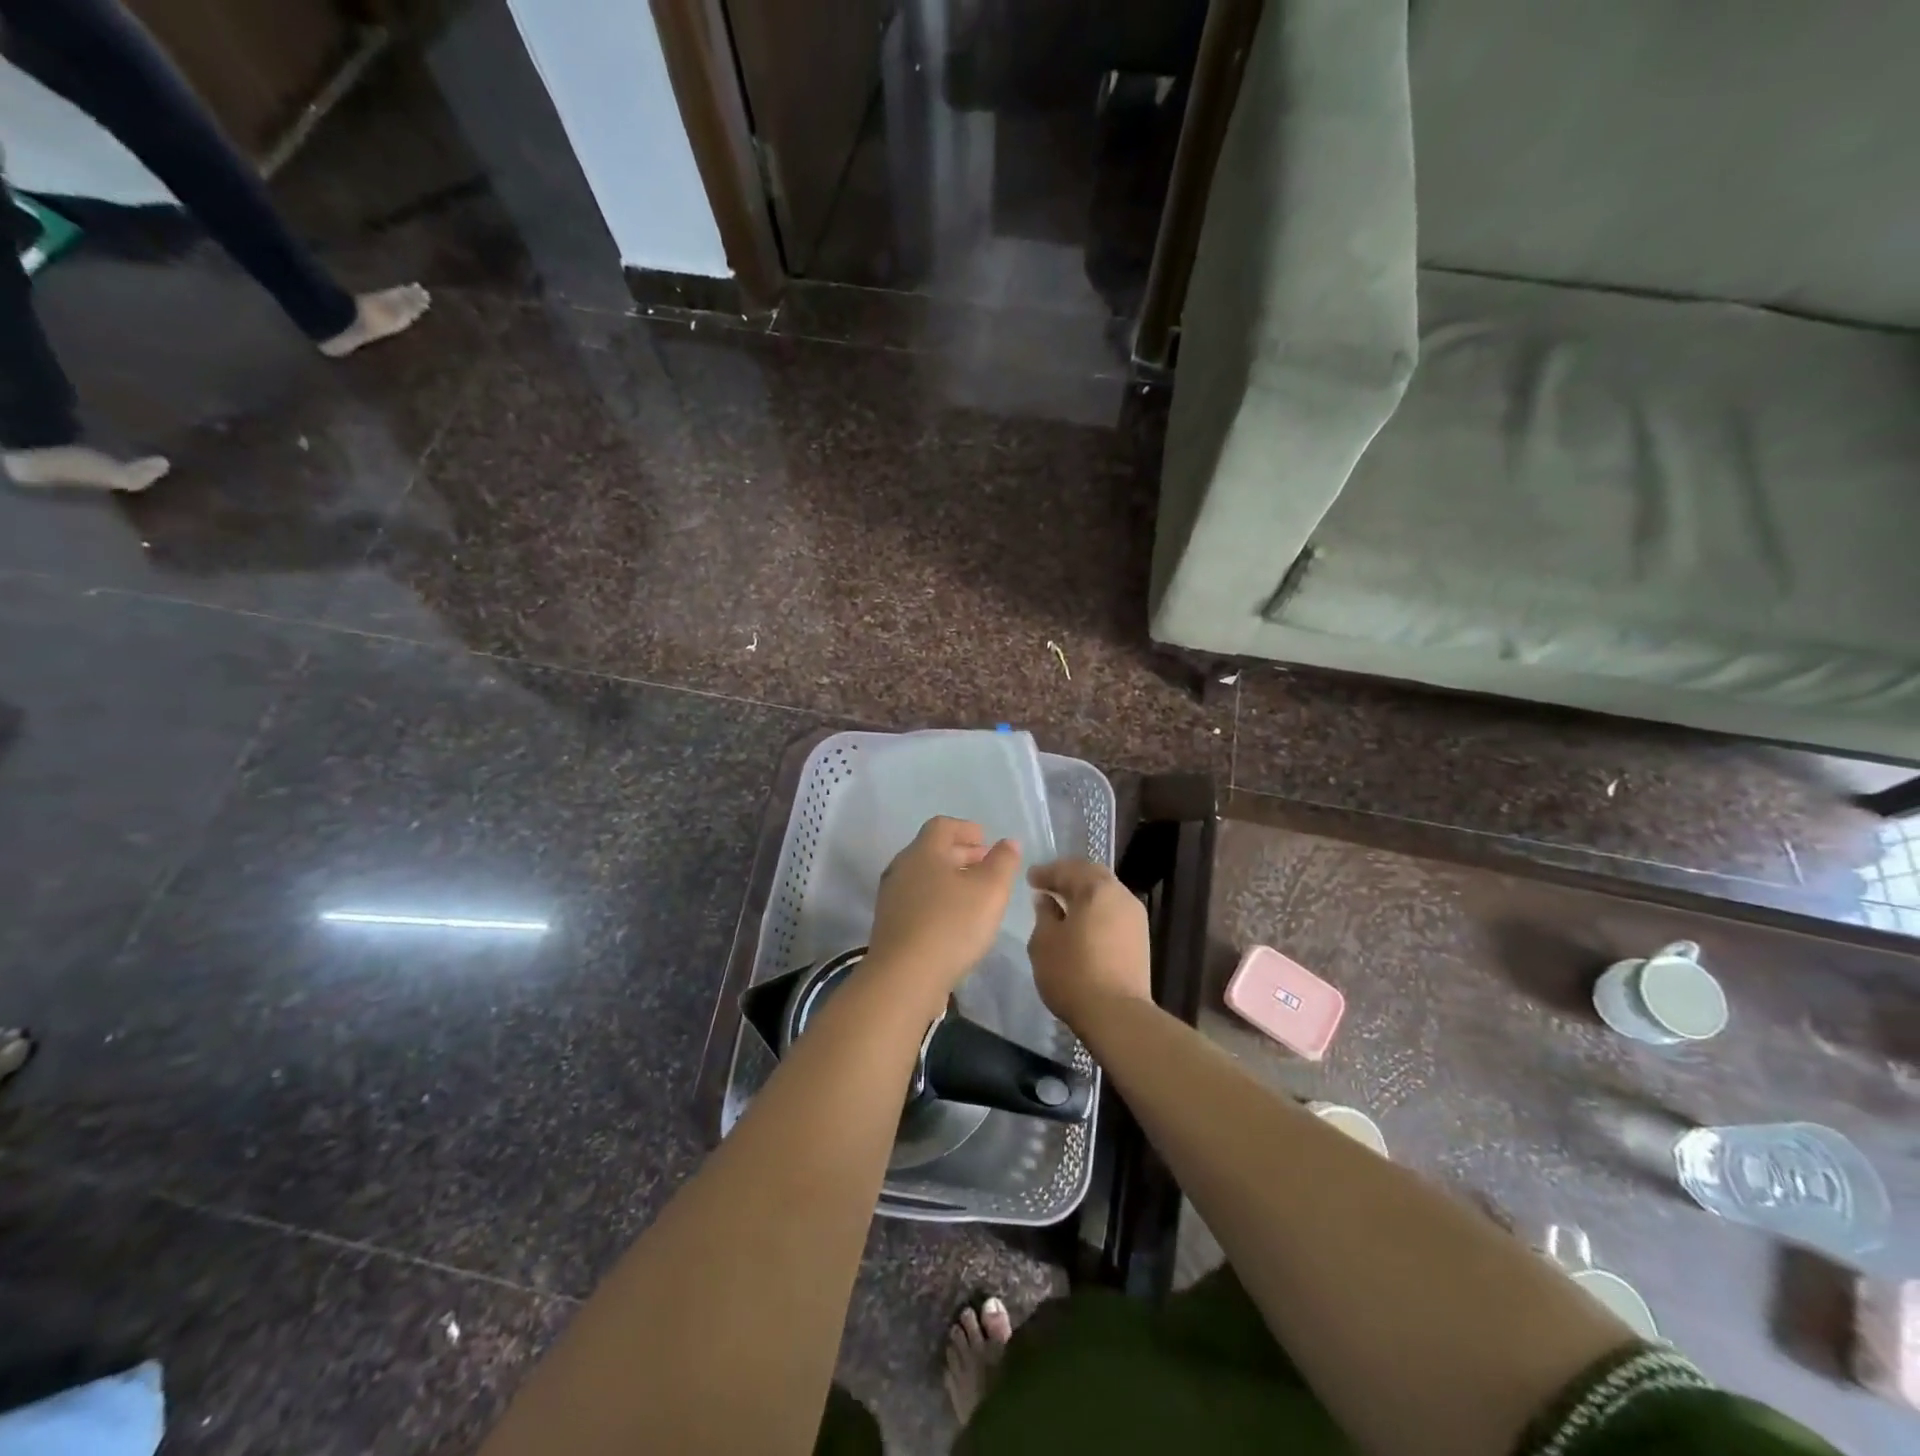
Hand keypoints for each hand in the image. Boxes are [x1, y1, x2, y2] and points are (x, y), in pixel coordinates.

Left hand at [866, 817, 1020, 1008]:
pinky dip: (938, 901)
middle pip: (932, 851)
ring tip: (975, 895)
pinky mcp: (890, 926)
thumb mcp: (990, 890)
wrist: (904, 978)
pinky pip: (917, 901)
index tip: (986, 840)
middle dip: (961, 854)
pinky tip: (955, 922)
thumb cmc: (951, 925)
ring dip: (950, 879)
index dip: (966, 829)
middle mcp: (902, 868)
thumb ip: (1003, 862)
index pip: (942, 826)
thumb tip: (1008, 842)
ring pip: (924, 877)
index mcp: (923, 852)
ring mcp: (891, 898)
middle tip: (986, 865)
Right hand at [1027, 860, 1150, 1029]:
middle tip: (1047, 884)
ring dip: (1084, 894)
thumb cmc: (1073, 973)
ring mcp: (1135, 917)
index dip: (1046, 872)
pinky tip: (1082, 923)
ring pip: (1106, 894)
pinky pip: (1113, 912)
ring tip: (1063, 904)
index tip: (1030, 879)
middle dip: (1068, 877)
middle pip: (1092, 876)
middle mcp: (1121, 895)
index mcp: (1096, 888)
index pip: (1068, 869)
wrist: (1117, 1015)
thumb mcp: (1044, 941)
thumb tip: (1047, 900)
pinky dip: (1096, 910)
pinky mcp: (1140, 939)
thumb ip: (1044, 914)